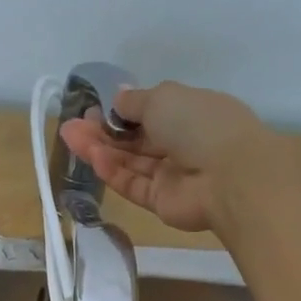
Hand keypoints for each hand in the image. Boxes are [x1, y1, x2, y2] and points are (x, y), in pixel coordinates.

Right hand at [58, 81, 267, 233]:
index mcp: (190, 113)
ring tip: (70, 137)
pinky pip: (133, 184)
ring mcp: (171, 175)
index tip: (93, 109)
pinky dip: (114, 172)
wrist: (230, 177)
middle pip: (135, 140)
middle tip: (72, 126)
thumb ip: (135, 101)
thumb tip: (118, 99)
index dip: (120, 112)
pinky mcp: (161, 202)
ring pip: (130, 162)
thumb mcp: (163, 98)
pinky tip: (95, 159)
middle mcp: (181, 144)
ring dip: (101, 150)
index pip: (150, 112)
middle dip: (103, 132)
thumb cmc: (200, 125)